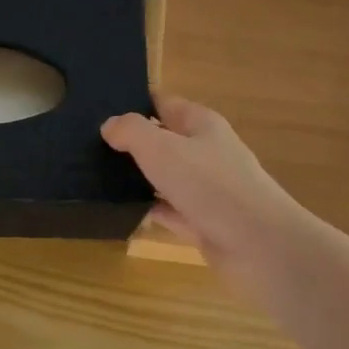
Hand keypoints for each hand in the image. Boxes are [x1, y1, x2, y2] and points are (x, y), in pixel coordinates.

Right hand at [102, 94, 310, 270]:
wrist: (259, 246)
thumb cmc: (210, 185)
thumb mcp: (162, 148)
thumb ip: (132, 131)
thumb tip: (110, 124)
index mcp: (201, 123)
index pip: (164, 103)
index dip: (134, 102)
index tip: (99, 108)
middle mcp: (206, 152)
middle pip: (164, 140)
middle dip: (132, 143)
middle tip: (89, 147)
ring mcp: (207, 189)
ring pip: (166, 177)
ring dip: (139, 178)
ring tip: (96, 178)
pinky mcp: (205, 223)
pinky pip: (170, 211)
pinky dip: (149, 211)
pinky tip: (122, 212)